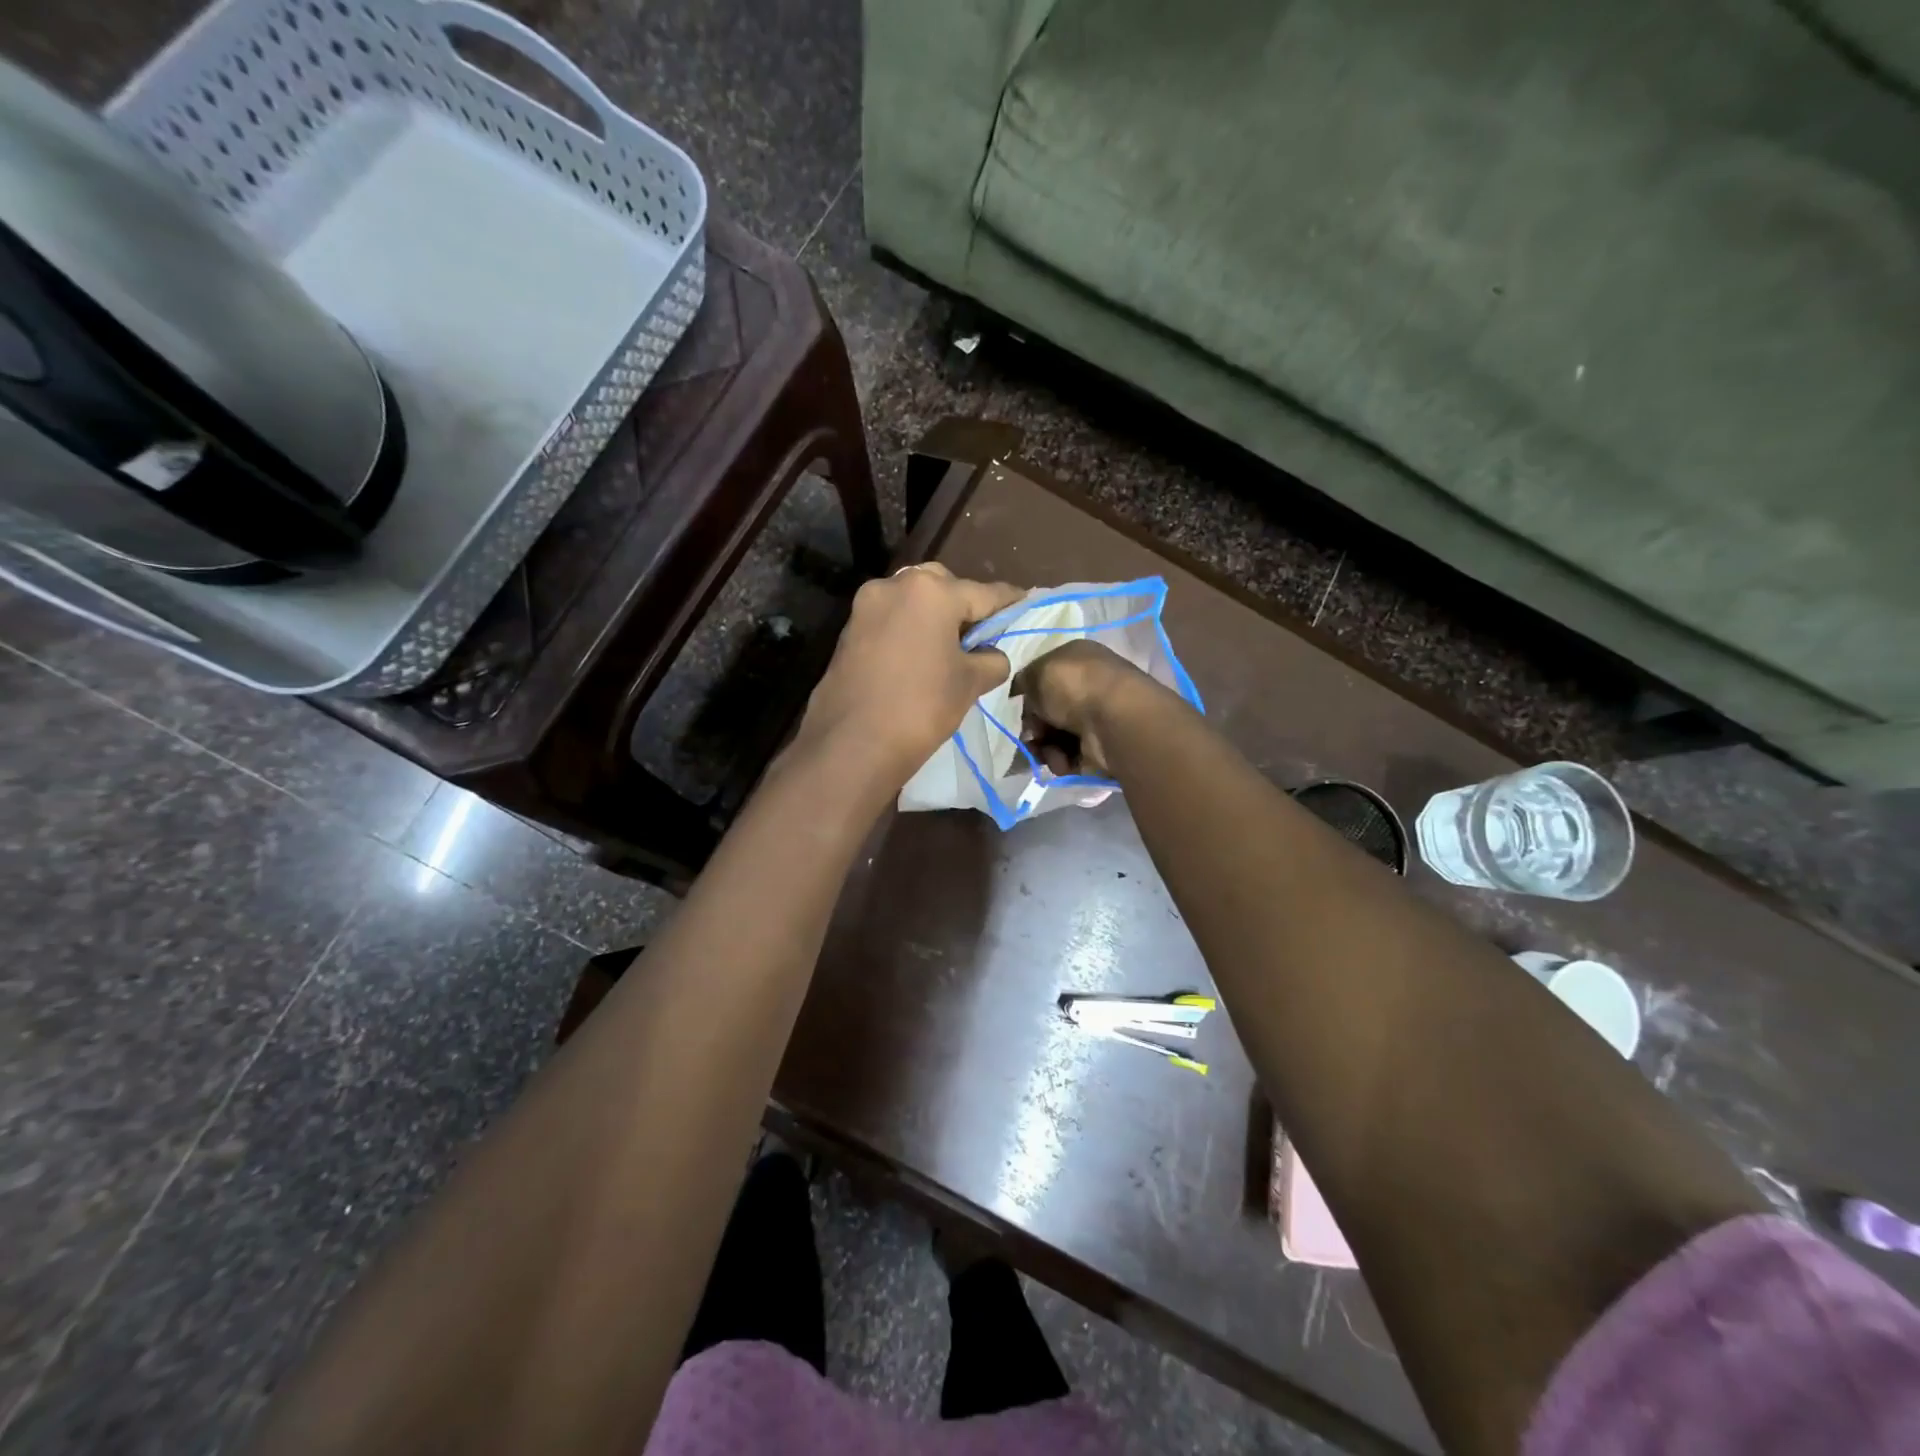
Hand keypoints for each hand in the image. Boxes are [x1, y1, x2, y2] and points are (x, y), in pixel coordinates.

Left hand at [797, 564, 1025, 782]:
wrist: (852, 743)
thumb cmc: (921, 707)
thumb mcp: (969, 683)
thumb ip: (991, 659)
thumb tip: (993, 655)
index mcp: (932, 591)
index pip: (984, 593)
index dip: (1009, 602)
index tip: (1027, 604)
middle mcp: (895, 585)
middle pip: (943, 586)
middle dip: (964, 603)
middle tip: (982, 632)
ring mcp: (866, 605)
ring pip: (912, 600)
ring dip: (933, 615)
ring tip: (951, 646)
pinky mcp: (849, 630)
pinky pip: (890, 619)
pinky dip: (909, 629)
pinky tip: (920, 655)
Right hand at [1013, 639, 1159, 776]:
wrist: (1114, 721)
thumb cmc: (1074, 686)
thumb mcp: (1038, 671)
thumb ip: (1024, 681)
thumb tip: (1024, 694)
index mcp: (1077, 659)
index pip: (1045, 677)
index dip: (1028, 695)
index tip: (1018, 708)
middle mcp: (1089, 686)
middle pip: (1048, 711)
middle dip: (1034, 727)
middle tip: (1030, 736)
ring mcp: (1097, 718)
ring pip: (1055, 736)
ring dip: (1044, 747)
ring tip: (1046, 752)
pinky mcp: (1100, 748)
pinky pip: (1070, 756)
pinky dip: (1061, 760)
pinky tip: (1062, 761)